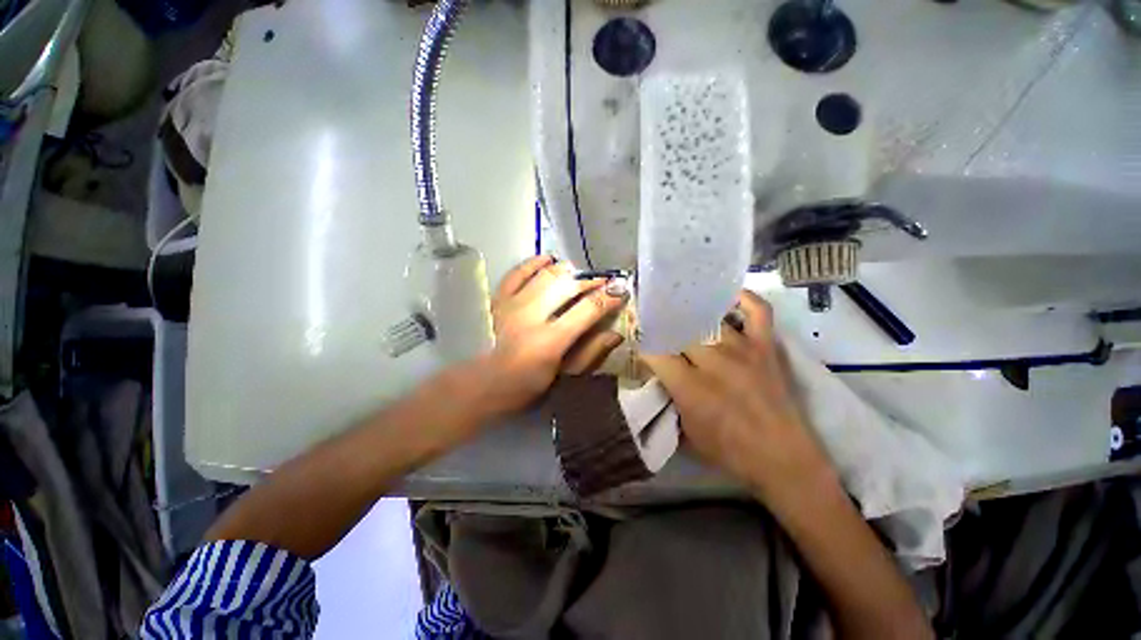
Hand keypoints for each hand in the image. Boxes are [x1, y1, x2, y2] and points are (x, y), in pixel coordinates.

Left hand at [479, 255, 626, 415]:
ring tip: (580, 273)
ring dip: (567, 270)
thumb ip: (589, 354)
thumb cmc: (523, 387)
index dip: (608, 298)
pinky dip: (534, 263)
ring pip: (545, 275)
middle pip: (567, 286)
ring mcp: (512, 304)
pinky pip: (517, 272)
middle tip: (604, 281)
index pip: (587, 310)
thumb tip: (615, 334)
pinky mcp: (497, 298)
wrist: (479, 384)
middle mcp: (531, 316)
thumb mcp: (561, 377)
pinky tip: (548, 259)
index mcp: (550, 341)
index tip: (620, 291)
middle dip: (590, 280)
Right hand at [643, 291, 836, 507]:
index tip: (640, 344)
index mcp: (689, 385)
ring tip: (681, 308)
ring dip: (692, 313)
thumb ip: (669, 397)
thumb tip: (659, 374)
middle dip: (664, 327)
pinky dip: (744, 299)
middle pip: (679, 330)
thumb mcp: (685, 430)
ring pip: (709, 317)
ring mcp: (742, 350)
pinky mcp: (765, 347)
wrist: (782, 459)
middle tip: (659, 327)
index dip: (644, 346)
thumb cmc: (729, 450)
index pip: (655, 352)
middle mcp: (713, 361)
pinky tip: (727, 296)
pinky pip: (757, 312)